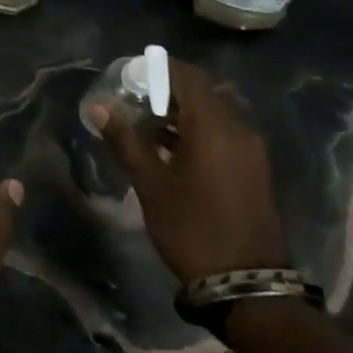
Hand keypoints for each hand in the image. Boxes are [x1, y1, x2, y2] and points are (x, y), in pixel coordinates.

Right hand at [84, 59, 288, 284]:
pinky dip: (197, 130)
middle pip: (204, 92)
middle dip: (169, 88)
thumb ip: (124, 139)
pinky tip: (169, 147)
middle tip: (134, 96)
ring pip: (215, 114)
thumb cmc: (192, 226)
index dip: (159, 68)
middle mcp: (239, 131)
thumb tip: (99, 106)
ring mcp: (251, 152)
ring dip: (182, 111)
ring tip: (145, 121)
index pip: (188, 77)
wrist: (246, 284)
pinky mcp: (253, 171)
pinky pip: (223, 134)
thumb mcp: (150, 183)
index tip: (130, 71)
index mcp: (215, 127)